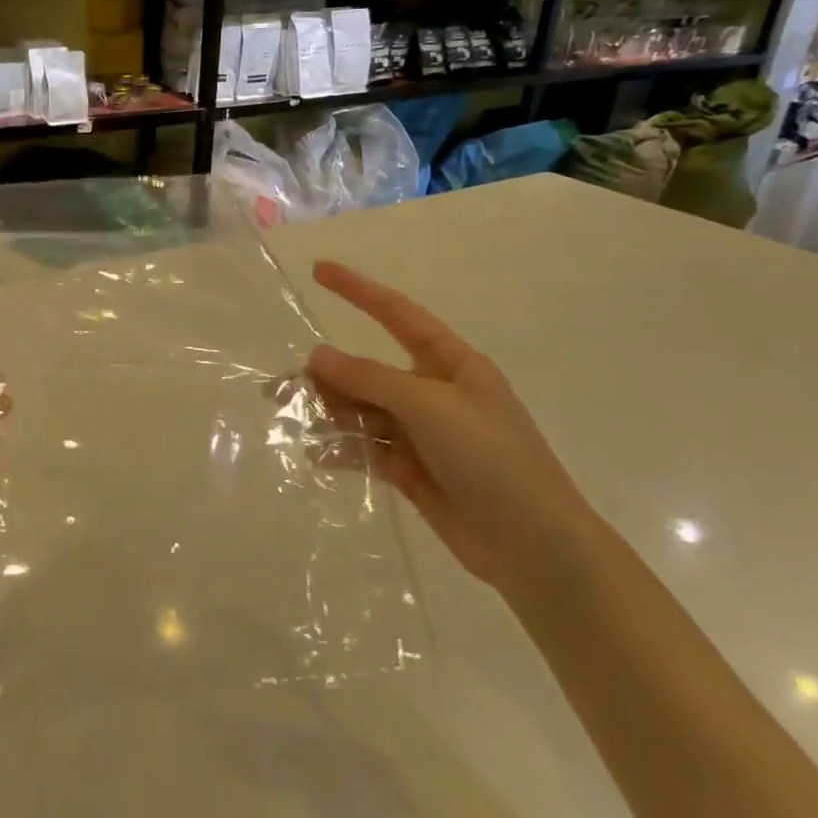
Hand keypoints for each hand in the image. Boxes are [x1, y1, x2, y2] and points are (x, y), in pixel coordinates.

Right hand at [305, 260, 598, 597]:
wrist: (534, 547)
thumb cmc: (491, 459)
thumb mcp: (429, 406)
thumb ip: (370, 379)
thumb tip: (318, 355)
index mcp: (451, 364)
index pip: (397, 314)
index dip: (358, 290)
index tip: (319, 270)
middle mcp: (434, 393)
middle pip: (369, 370)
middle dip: (328, 374)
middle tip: (283, 386)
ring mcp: (423, 434)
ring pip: (363, 410)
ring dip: (330, 412)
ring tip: (295, 419)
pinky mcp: (413, 471)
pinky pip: (368, 449)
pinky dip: (343, 449)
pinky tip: (317, 454)